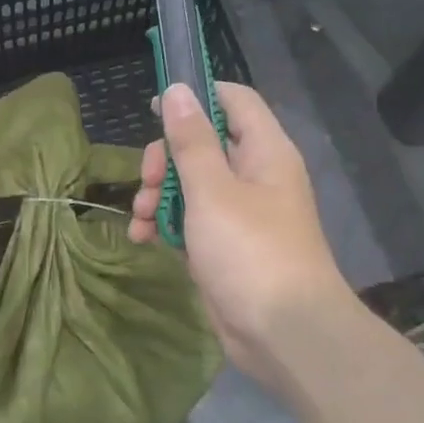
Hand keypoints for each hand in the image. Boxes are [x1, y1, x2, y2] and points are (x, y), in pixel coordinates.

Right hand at [130, 81, 353, 393]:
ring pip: (191, 184)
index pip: (234, 100)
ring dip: (158, 195)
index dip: (196, 96)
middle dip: (166, 159)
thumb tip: (177, 89)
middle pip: (203, 144)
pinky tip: (143, 239)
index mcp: (264, 152)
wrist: (283, 333)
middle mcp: (255, 176)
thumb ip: (191, 140)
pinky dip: (165, 224)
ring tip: (140, 218)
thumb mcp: (212, 191)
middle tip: (147, 181)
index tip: (155, 107)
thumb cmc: (250, 251)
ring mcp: (240, 213)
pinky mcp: (225, 245)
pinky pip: (190, 220)